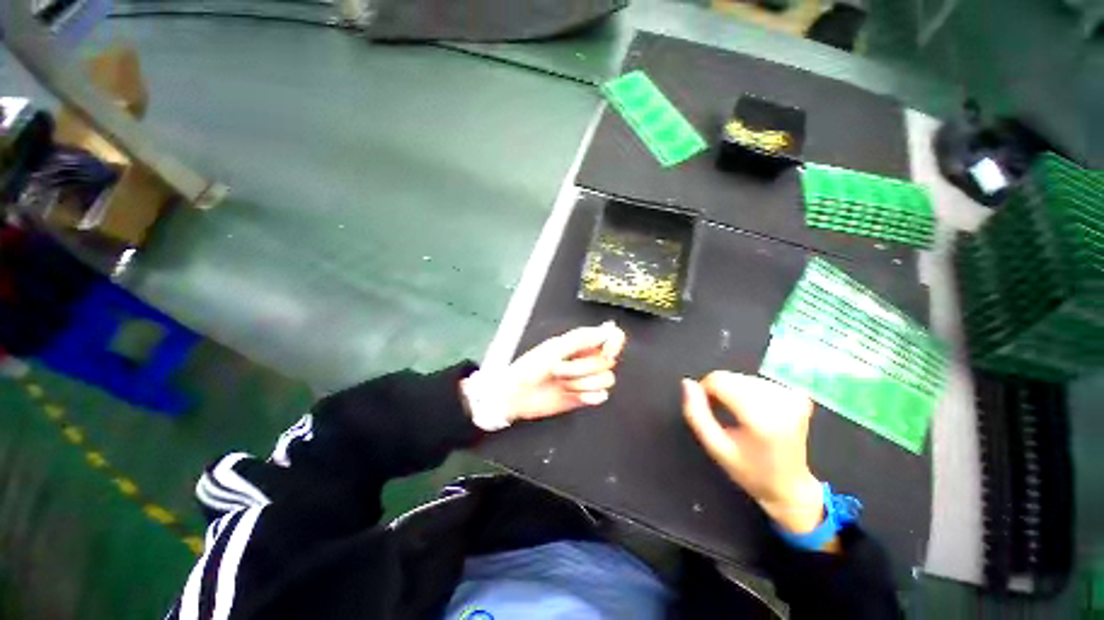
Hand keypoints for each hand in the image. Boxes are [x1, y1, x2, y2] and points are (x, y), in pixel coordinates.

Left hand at [462, 322, 626, 428]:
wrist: (516, 396)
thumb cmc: (529, 367)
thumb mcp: (554, 348)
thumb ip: (581, 338)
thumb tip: (608, 329)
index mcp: (580, 343)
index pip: (611, 337)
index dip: (614, 344)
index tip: (606, 352)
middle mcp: (586, 359)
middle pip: (608, 361)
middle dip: (584, 367)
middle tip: (560, 369)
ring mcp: (586, 379)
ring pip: (606, 380)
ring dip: (583, 383)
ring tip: (562, 383)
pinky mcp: (584, 397)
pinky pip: (602, 396)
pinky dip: (590, 396)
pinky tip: (574, 395)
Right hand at [682, 372, 823, 534]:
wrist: (791, 487)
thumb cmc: (750, 471)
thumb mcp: (716, 448)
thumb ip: (696, 414)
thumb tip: (687, 383)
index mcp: (761, 419)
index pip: (720, 381)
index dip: (705, 389)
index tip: (706, 408)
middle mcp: (780, 403)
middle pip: (731, 377)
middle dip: (718, 389)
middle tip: (719, 412)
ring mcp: (791, 397)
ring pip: (742, 377)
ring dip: (732, 390)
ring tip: (735, 413)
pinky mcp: (797, 395)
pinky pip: (758, 381)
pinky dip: (748, 391)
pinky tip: (752, 409)